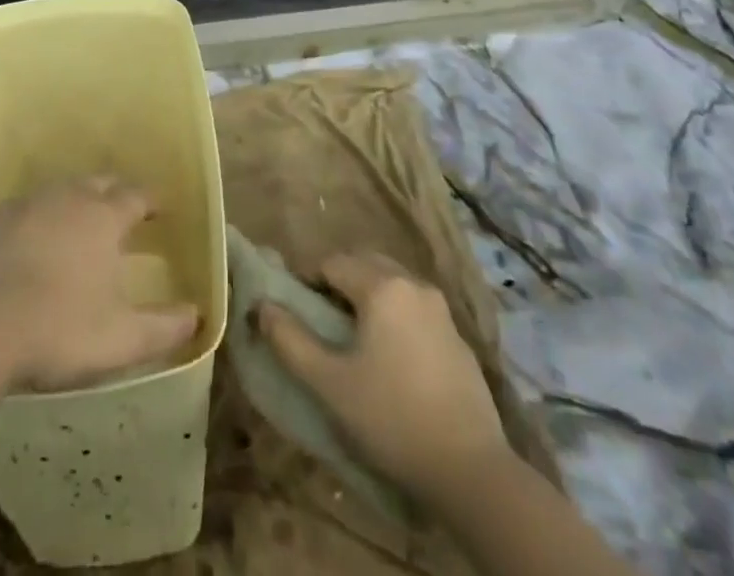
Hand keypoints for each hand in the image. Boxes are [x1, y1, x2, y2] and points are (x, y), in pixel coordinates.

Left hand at [0, 177, 200, 391]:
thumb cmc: (58, 329)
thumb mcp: (120, 339)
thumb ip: (163, 328)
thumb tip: (196, 316)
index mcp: (102, 218)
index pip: (135, 196)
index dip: (150, 201)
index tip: (159, 210)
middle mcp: (66, 198)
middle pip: (97, 183)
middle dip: (114, 193)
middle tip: (121, 211)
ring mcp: (25, 205)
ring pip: (58, 192)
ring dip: (73, 203)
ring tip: (77, 225)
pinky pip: (22, 211)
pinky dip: (35, 220)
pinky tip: (30, 245)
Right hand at [258, 252, 507, 502]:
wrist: (471, 470)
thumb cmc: (391, 418)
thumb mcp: (329, 383)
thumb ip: (290, 340)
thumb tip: (261, 306)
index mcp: (381, 286)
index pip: (331, 263)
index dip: (308, 281)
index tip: (296, 311)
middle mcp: (412, 283)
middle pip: (363, 264)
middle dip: (337, 281)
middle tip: (321, 320)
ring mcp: (440, 309)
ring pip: (391, 283)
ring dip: (367, 295)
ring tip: (352, 337)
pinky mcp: (457, 337)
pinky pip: (414, 307)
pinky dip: (394, 315)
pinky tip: (390, 356)